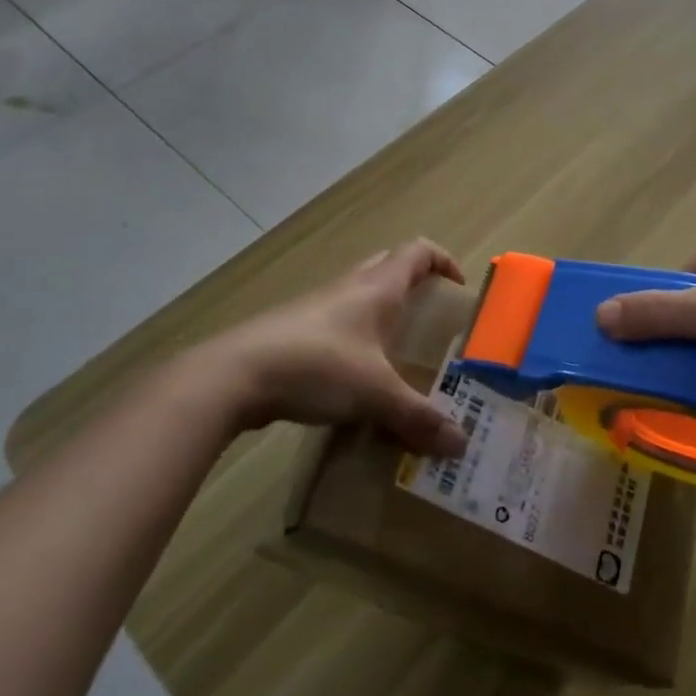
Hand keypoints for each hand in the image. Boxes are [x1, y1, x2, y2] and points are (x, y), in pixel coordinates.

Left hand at [204, 239, 468, 457]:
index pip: (418, 251)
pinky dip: (355, 340)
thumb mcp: (375, 394)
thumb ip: (418, 417)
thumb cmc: (317, 365)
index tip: (458, 290)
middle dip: (415, 286)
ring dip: (382, 315)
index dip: (443, 261)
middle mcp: (350, 287)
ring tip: (399, 354)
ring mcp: (318, 307)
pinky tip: (356, 380)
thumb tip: (461, 443)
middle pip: (390, 266)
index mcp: (377, 287)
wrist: (233, 375)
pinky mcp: (294, 331)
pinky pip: (337, 324)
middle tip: (431, 321)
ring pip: (361, 296)